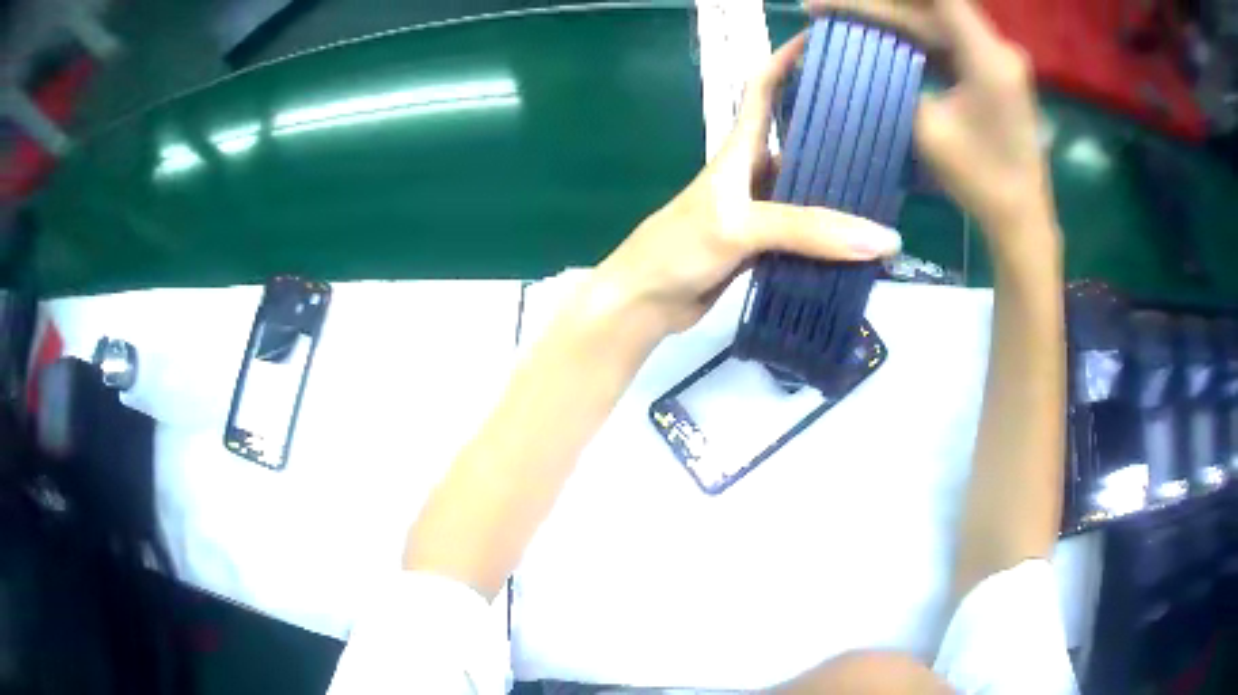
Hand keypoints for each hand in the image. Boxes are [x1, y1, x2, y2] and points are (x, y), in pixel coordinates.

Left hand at [592, 33, 901, 336]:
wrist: (647, 302)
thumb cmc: (679, 248)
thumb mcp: (739, 226)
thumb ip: (807, 230)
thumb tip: (883, 237)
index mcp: (739, 150)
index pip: (763, 88)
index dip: (787, 59)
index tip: (822, 41)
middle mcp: (754, 172)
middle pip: (800, 137)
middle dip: (837, 127)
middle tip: (888, 125)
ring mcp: (762, 210)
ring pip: (810, 188)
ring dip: (841, 186)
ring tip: (890, 182)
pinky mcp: (767, 245)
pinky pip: (810, 232)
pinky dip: (834, 233)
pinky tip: (864, 237)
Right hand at [808, 0, 1056, 246]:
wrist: (1021, 217)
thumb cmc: (981, 180)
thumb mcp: (928, 131)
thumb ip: (895, 84)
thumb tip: (860, 59)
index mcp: (986, 56)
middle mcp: (994, 47)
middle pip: (930, 8)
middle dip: (877, 5)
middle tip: (821, 6)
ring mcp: (993, 59)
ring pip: (933, 22)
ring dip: (890, 18)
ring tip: (841, 16)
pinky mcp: (988, 72)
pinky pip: (944, 42)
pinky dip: (910, 37)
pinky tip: (877, 36)